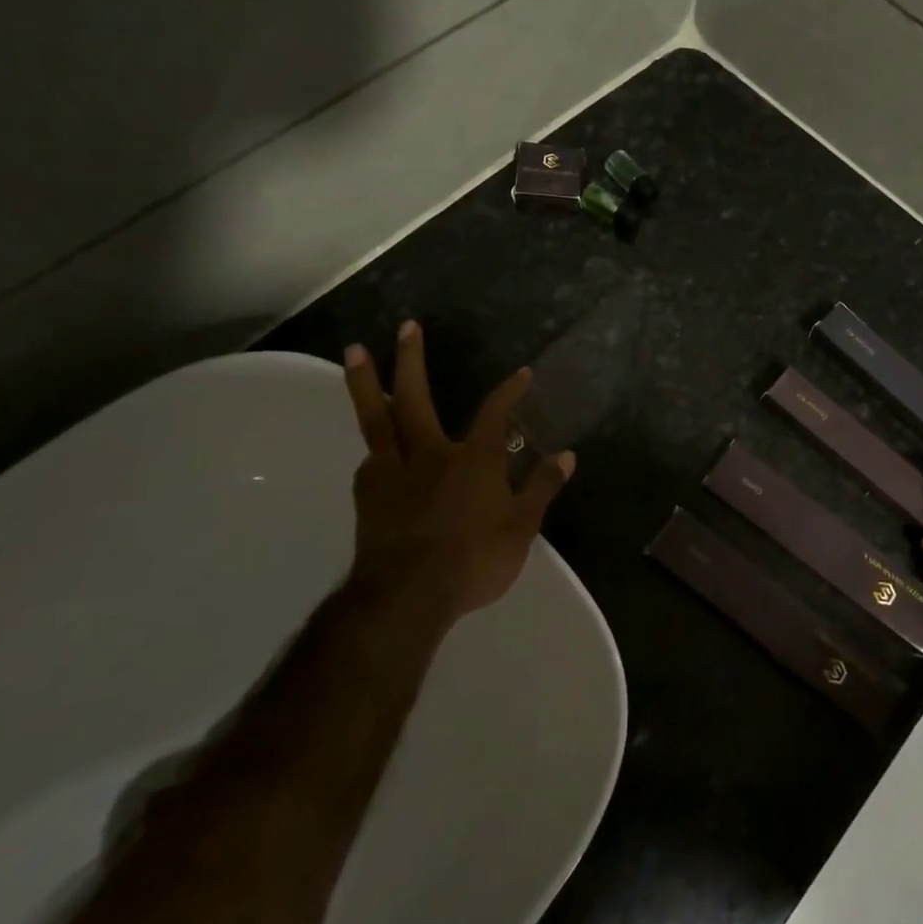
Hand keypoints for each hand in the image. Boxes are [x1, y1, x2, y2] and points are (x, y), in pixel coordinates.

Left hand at [340, 321, 573, 620]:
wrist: (407, 596)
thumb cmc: (474, 560)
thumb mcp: (522, 528)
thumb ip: (542, 488)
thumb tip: (567, 456)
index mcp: (473, 460)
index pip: (495, 413)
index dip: (510, 391)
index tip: (522, 373)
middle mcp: (430, 454)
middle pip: (416, 398)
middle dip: (412, 360)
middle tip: (406, 326)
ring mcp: (393, 472)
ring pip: (377, 419)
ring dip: (366, 383)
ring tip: (355, 351)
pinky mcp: (368, 495)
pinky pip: (370, 460)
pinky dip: (373, 447)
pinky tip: (373, 449)